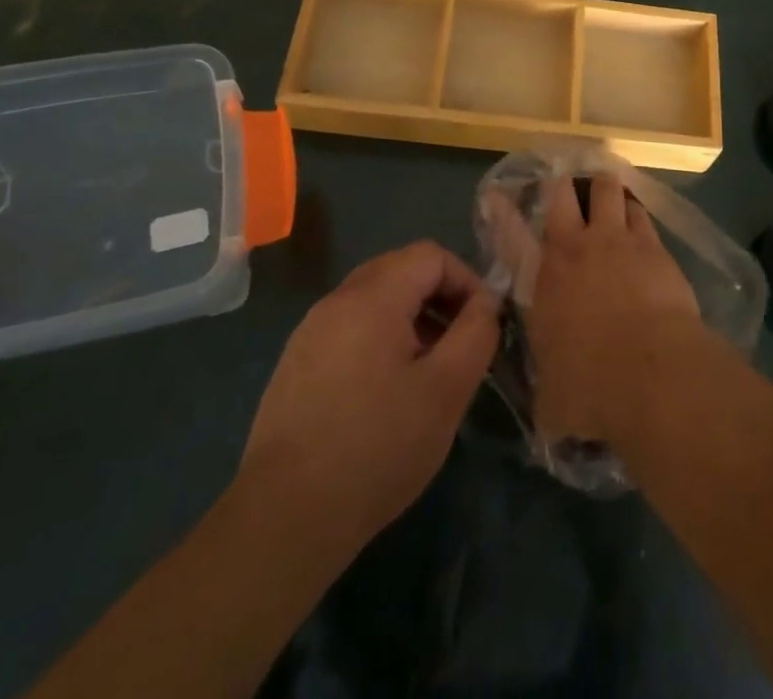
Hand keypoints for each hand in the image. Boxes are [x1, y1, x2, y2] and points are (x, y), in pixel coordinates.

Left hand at [238, 241, 500, 561]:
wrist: (285, 518)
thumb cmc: (377, 447)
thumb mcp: (446, 390)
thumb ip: (476, 333)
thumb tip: (486, 302)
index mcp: (372, 296)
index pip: (430, 255)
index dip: (466, 281)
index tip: (482, 326)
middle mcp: (336, 301)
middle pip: (400, 270)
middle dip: (439, 298)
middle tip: (460, 344)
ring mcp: (310, 332)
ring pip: (374, 301)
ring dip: (411, 320)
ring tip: (429, 372)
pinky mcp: (296, 365)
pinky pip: (349, 329)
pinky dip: (380, 341)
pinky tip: (387, 394)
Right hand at [524, 175, 701, 444]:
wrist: (649, 371)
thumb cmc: (590, 389)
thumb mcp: (552, 401)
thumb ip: (547, 397)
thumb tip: (547, 418)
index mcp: (542, 282)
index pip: (511, 237)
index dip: (502, 212)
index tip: (496, 195)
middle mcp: (574, 249)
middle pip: (562, 194)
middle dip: (561, 186)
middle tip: (564, 184)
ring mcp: (616, 240)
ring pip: (606, 190)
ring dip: (604, 188)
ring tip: (606, 191)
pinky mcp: (652, 246)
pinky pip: (641, 213)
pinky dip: (636, 211)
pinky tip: (638, 215)